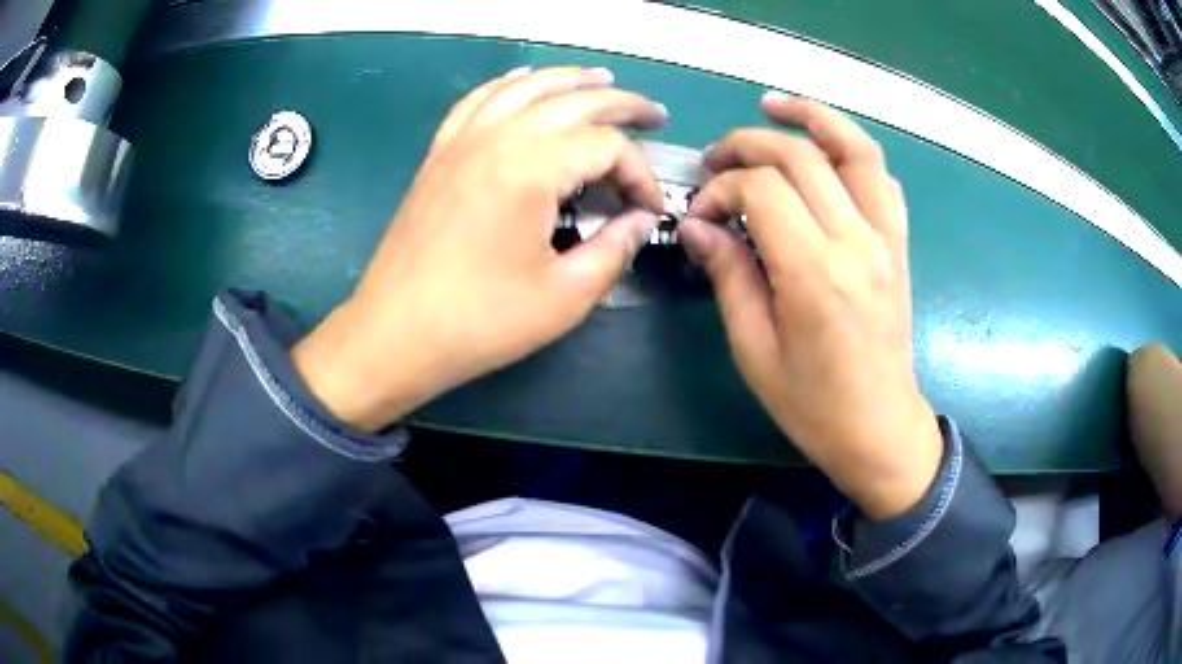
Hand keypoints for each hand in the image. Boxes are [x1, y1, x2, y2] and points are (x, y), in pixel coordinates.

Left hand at [292, 67, 666, 431]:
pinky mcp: (440, 155)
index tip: (649, 211)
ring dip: (569, 79)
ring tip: (602, 79)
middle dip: (622, 105)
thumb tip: (640, 221)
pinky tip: (524, 79)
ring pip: (524, 88)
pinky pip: (478, 101)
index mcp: (530, 169)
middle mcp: (496, 138)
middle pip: (572, 101)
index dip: (640, 174)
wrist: (395, 333)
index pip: (606, 147)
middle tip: (656, 116)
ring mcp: (462, 141)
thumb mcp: (564, 297)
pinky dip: (508, 84)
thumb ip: (613, 250)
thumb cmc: (480, 321)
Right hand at [680, 94, 941, 518]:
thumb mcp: (755, 351)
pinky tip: (826, 151)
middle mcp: (858, 242)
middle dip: (749, 145)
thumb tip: (697, 226)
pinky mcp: (899, 243)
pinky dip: (853, 150)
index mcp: (816, 274)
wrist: (880, 429)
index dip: (721, 189)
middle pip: (802, 156)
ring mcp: (887, 238)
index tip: (700, 215)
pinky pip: (882, 178)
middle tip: (717, 160)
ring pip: (855, 148)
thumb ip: (730, 276)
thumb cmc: (813, 406)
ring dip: (813, 117)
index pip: (762, 190)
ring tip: (774, 106)